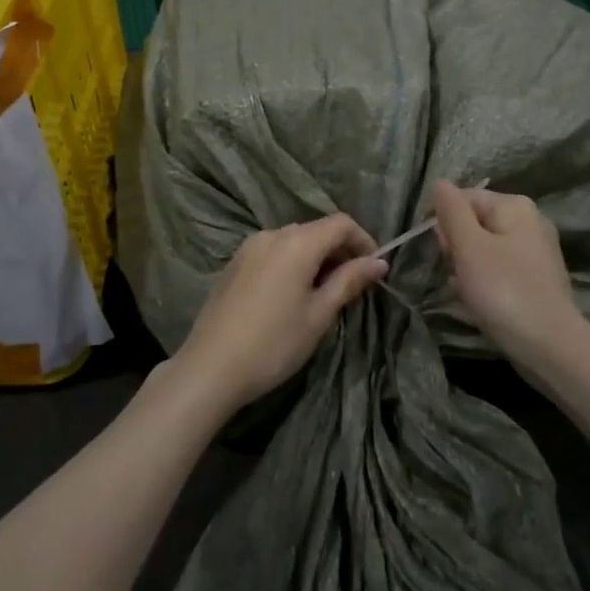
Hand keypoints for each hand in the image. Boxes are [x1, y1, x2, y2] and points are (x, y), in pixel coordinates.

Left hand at [174, 214, 386, 410]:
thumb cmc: (274, 343)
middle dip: (339, 251)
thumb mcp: (318, 315)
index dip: (363, 240)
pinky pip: (272, 253)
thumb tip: (379, 262)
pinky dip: (291, 263)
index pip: (340, 224)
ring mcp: (248, 248)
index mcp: (296, 243)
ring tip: (324, 292)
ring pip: (292, 241)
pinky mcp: (233, 264)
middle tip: (353, 285)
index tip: (374, 269)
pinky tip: (291, 295)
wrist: (211, 367)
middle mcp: (271, 235)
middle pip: (316, 230)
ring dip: (315, 258)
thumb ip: (349, 282)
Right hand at [433, 180, 589, 371]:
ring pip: (482, 249)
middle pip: (474, 222)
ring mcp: (534, 253)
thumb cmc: (504, 291)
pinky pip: (496, 271)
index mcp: (515, 207)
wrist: (549, 348)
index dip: (444, 222)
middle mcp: (529, 222)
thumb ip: (451, 211)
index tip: (441, 251)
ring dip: (466, 267)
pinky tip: (477, 301)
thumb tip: (439, 182)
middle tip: (457, 271)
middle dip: (456, 246)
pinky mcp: (534, 280)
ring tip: (467, 290)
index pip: (464, 198)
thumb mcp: (469, 246)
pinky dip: (482, 283)